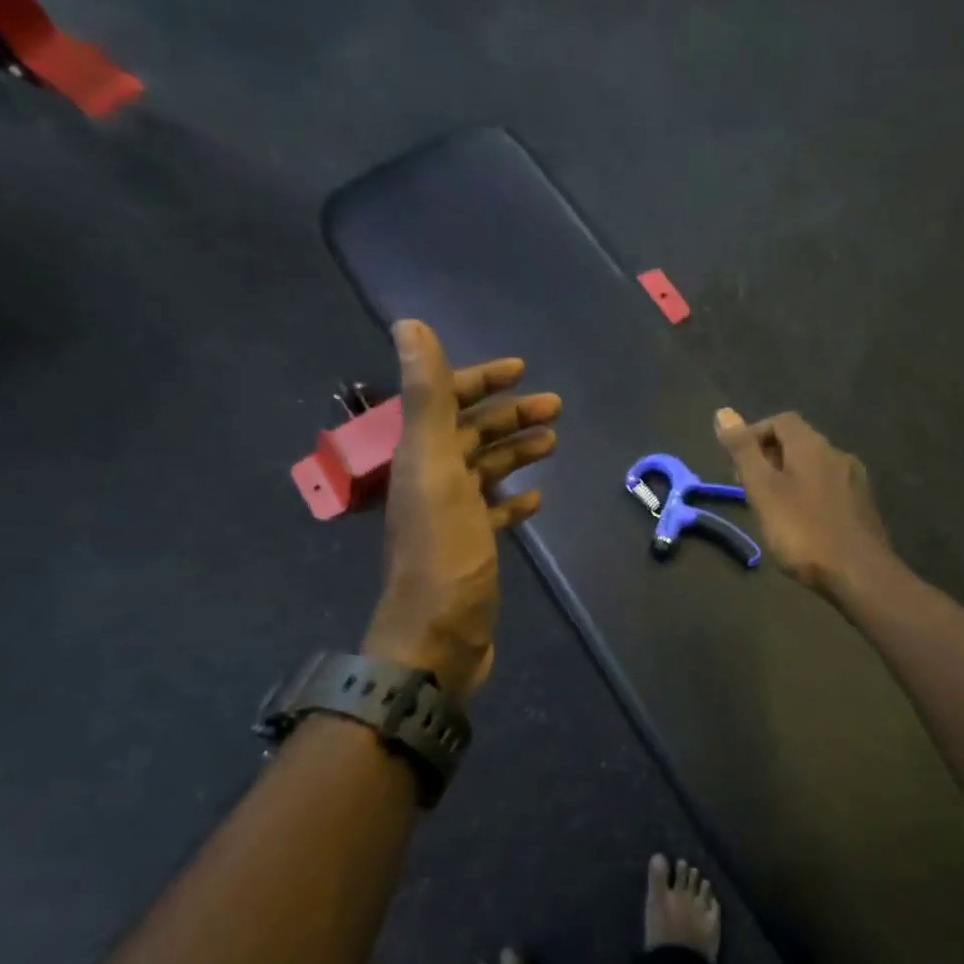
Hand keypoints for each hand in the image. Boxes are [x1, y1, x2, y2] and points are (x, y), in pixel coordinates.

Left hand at [362, 321, 561, 701]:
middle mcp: (429, 483)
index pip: (446, 404)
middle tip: (555, 407)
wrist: (438, 639)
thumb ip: (426, 398)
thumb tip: (408, 324)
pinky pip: (492, 515)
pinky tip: (537, 499)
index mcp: (418, 458)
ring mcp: (450, 519)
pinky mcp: (470, 551)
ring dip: (516, 453)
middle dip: (510, 417)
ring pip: (484, 472)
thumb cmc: (442, 553)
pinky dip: (513, 500)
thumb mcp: (435, 468)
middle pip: (470, 436)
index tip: (521, 370)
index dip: (479, 382)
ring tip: (553, 443)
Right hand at [714, 407, 893, 602]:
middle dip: (770, 458)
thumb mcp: (763, 490)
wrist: (859, 573)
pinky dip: (808, 495)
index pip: (781, 421)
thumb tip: (723, 412)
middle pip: (799, 443)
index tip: (737, 464)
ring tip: (771, 507)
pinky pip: (829, 489)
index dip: (755, 434)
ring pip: (815, 468)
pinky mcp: (863, 507)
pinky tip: (801, 523)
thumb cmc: (803, 531)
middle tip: (749, 488)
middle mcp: (837, 455)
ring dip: (789, 478)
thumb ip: (744, 452)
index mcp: (812, 446)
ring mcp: (855, 482)